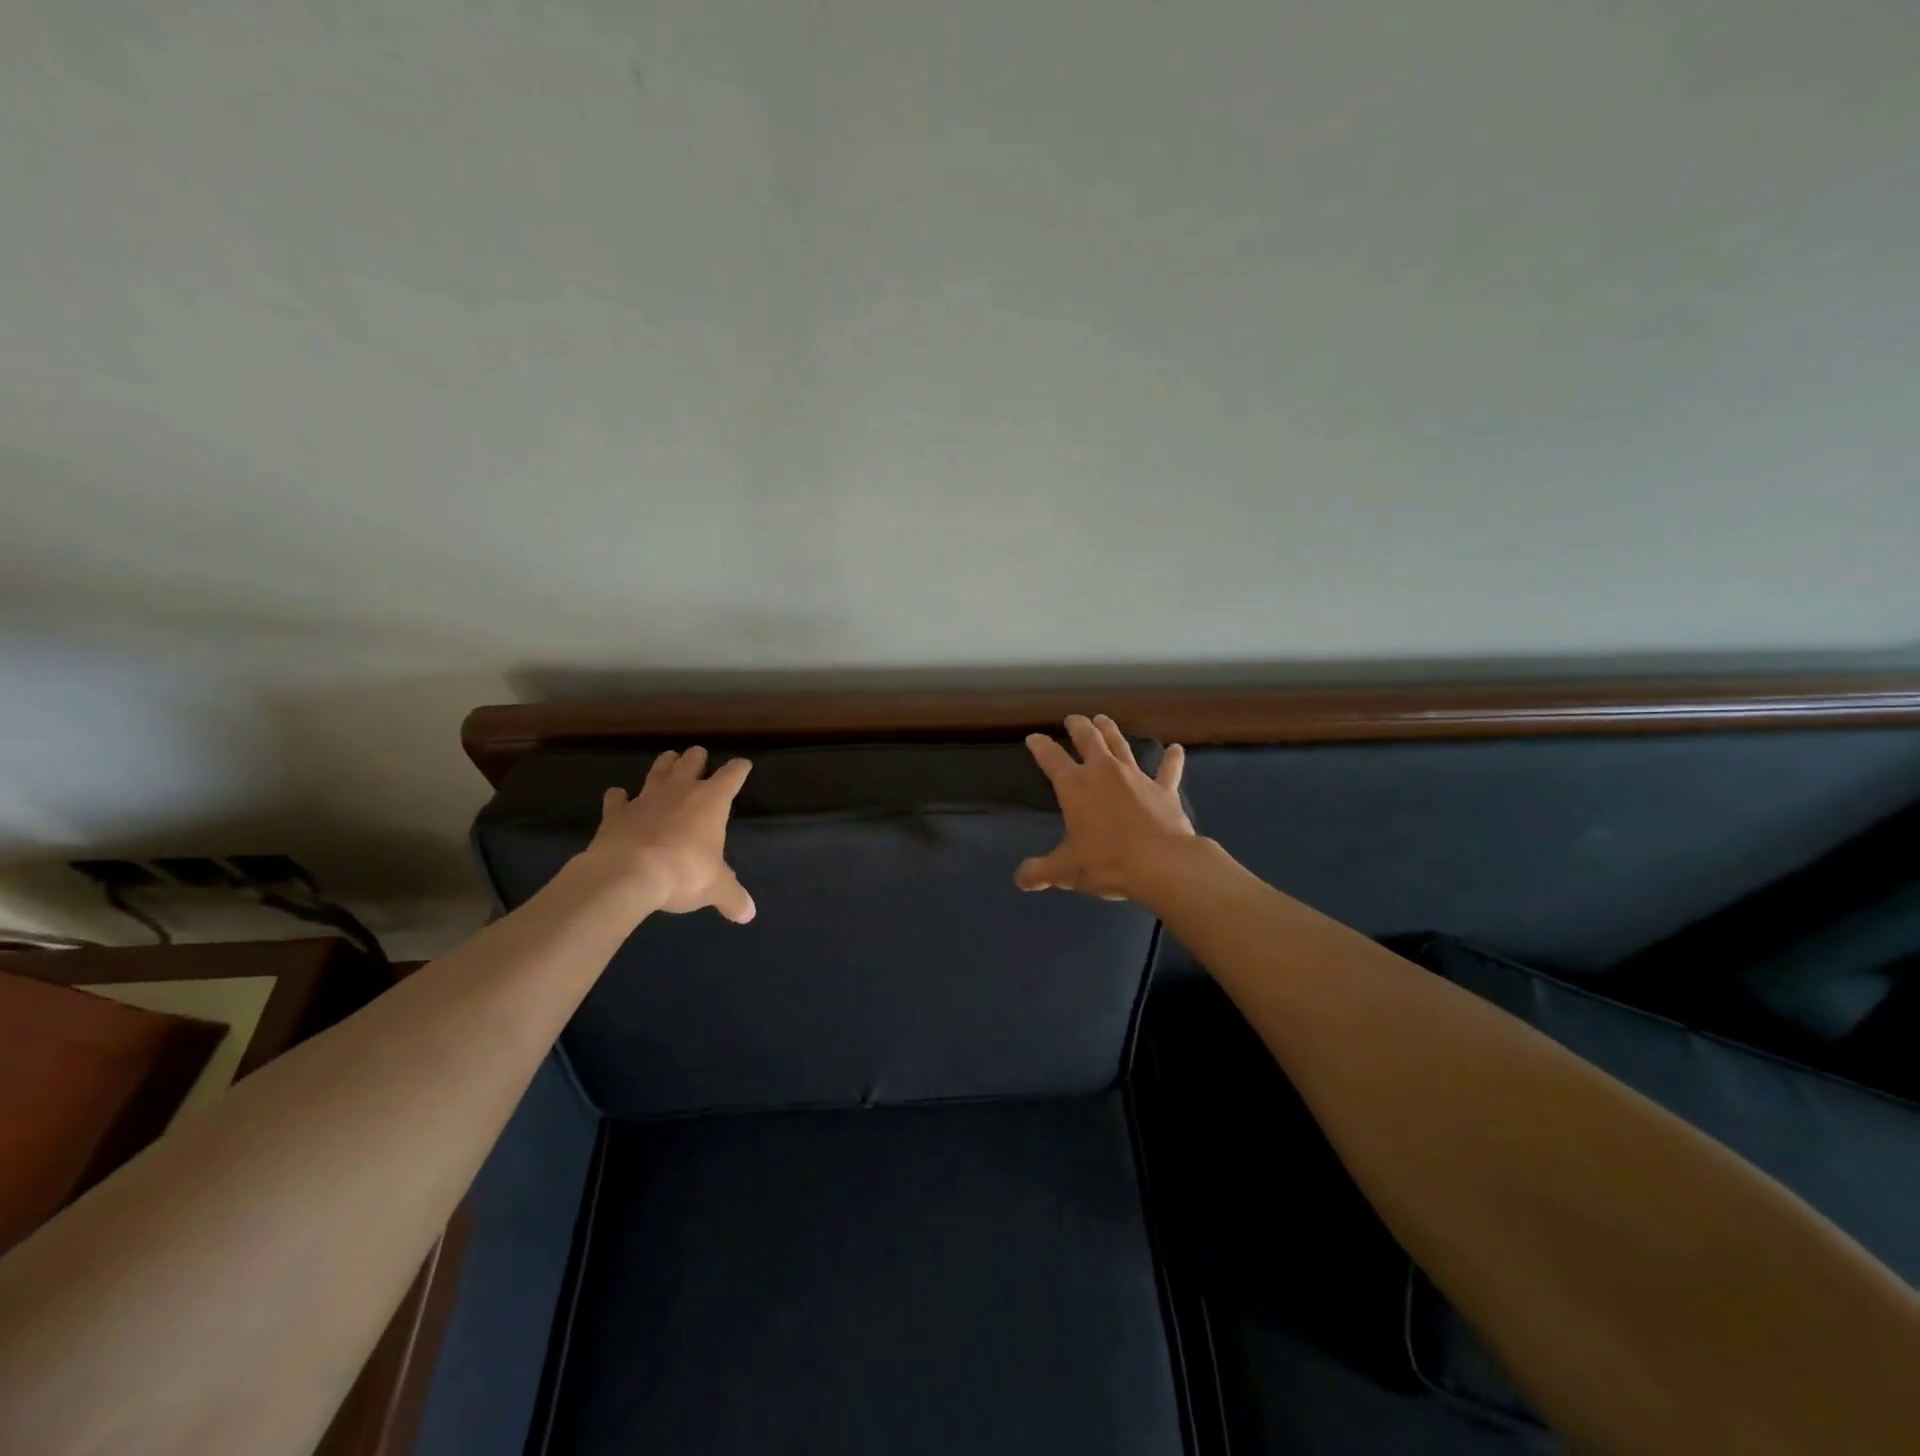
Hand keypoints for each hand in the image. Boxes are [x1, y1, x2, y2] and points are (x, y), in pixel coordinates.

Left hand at [581, 747, 756, 922]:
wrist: (626, 875)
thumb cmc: (682, 873)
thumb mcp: (715, 888)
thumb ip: (732, 897)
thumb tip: (748, 915)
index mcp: (711, 801)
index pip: (731, 776)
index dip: (739, 769)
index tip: (744, 765)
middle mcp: (680, 791)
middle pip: (691, 762)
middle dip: (697, 757)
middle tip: (699, 755)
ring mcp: (645, 799)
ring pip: (658, 771)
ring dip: (664, 765)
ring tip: (668, 760)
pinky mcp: (616, 813)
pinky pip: (617, 798)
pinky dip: (619, 797)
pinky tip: (619, 797)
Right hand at [1017, 714, 1192, 901]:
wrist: (1162, 864)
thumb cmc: (1107, 863)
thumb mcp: (1066, 870)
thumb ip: (1041, 871)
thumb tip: (1020, 879)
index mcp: (1075, 786)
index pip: (1051, 758)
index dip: (1040, 746)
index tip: (1033, 738)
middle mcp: (1104, 772)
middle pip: (1089, 739)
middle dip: (1078, 726)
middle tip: (1073, 718)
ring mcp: (1136, 777)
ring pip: (1121, 745)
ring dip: (1111, 731)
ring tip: (1103, 719)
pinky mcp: (1164, 790)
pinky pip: (1168, 771)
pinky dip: (1172, 760)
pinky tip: (1176, 749)